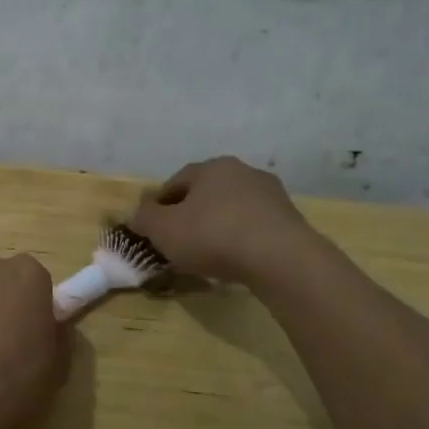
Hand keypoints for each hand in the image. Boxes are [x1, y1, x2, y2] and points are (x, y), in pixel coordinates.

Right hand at [131, 156, 308, 285]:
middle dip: (190, 214)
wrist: (281, 259)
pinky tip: (235, 260)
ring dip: (218, 226)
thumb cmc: (213, 236)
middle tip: (179, 241)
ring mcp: (271, 195)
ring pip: (232, 209)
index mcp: (212, 167)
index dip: (160, 205)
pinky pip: (254, 227)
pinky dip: (241, 239)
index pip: (176, 182)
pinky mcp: (290, 220)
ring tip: (208, 255)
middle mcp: (243, 172)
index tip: (152, 227)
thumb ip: (144, 218)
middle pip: (206, 193)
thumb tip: (138, 213)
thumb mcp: (163, 229)